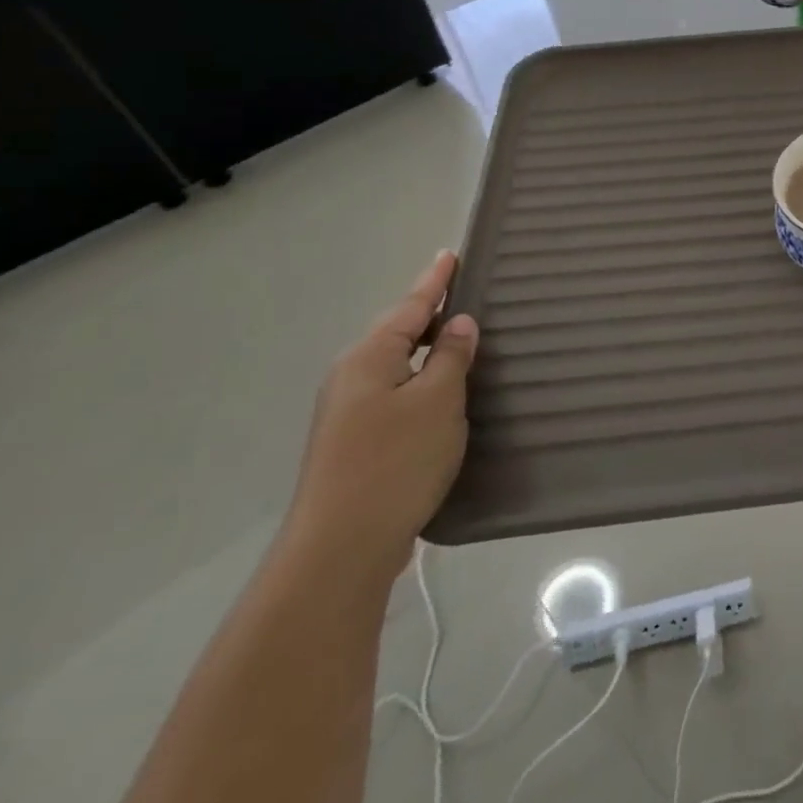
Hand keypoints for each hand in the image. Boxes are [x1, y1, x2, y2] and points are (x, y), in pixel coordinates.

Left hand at [282, 252, 478, 581]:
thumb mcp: (437, 401)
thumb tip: (457, 324)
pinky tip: (440, 393)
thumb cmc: (395, 462)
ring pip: (395, 365)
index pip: (411, 306)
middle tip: (461, 293)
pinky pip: (395, 393)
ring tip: (457, 338)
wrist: (340, 548)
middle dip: (428, 313)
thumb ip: (450, 357)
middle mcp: (351, 378)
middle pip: (396, 332)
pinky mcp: (354, 443)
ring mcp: (348, 413)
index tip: (450, 254)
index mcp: (369, 358)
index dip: (435, 281)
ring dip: (425, 350)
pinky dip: (420, 381)